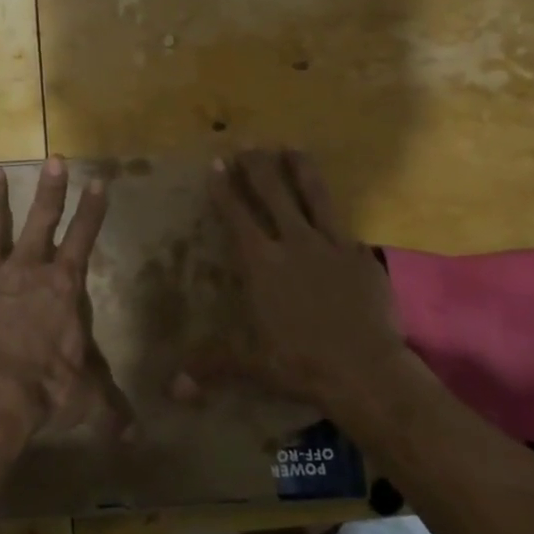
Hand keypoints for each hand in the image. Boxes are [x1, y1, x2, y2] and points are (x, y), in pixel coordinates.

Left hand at [0, 158, 130, 441]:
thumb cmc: (44, 390)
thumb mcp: (85, 399)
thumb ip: (109, 409)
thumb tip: (135, 436)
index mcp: (61, 288)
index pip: (83, 239)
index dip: (93, 211)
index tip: (99, 181)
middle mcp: (24, 274)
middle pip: (40, 222)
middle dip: (50, 191)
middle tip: (54, 158)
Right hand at [178, 150, 409, 411]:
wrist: (363, 368)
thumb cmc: (299, 363)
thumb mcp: (250, 365)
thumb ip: (211, 366)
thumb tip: (170, 388)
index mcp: (262, 263)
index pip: (238, 216)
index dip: (225, 189)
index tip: (217, 162)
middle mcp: (294, 243)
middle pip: (274, 193)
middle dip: (257, 167)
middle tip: (249, 146)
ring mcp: (331, 245)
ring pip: (314, 196)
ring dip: (301, 170)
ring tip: (293, 148)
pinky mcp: (360, 255)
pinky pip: (344, 226)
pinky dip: (334, 212)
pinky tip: (334, 207)